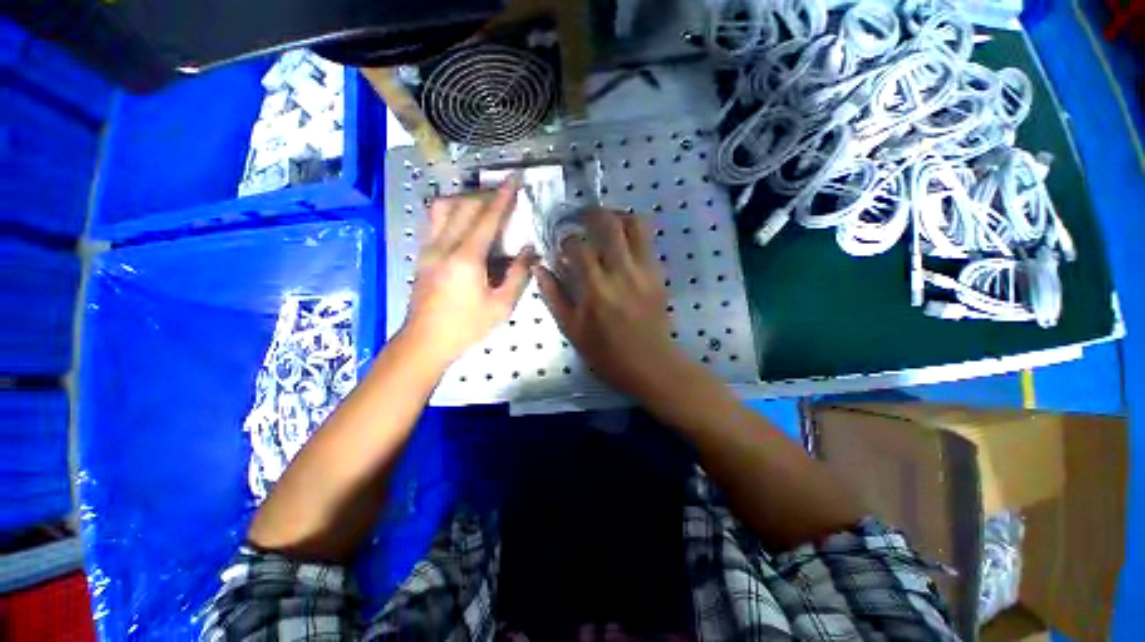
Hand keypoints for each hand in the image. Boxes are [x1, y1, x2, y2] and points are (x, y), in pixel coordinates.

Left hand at [402, 177, 535, 365]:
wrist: (425, 341)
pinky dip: (451, 212)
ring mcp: (428, 248)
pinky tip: (464, 221)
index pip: (487, 218)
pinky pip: (434, 221)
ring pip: (443, 208)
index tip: (513, 179)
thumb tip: (529, 251)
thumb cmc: (467, 326)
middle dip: (486, 195)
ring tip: (483, 205)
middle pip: (464, 206)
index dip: (503, 197)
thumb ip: (518, 275)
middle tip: (504, 195)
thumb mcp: (501, 306)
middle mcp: (443, 246)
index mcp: (466, 259)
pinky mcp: (422, 254)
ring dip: (465, 200)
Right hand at [535, 208, 690, 399]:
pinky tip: (622, 243)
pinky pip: (647, 241)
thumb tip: (538, 267)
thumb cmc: (605, 352)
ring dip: (618, 216)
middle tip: (581, 217)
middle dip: (592, 213)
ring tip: (604, 222)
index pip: (578, 246)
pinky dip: (633, 233)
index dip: (566, 240)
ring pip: (635, 225)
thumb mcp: (571, 329)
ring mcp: (644, 270)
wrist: (649, 364)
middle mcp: (622, 272)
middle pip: (610, 224)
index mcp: (596, 288)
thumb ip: (553, 295)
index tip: (562, 245)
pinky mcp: (658, 274)